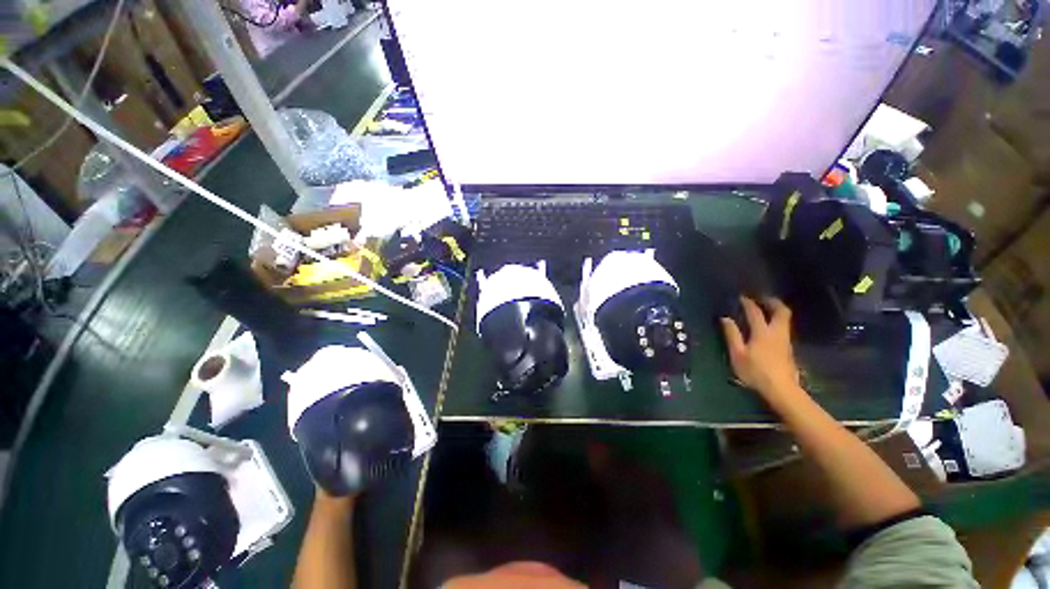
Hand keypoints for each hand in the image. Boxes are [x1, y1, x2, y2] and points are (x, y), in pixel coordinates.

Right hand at [720, 296, 800, 402]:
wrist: (781, 389)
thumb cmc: (755, 371)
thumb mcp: (737, 354)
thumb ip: (732, 335)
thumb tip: (725, 318)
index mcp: (762, 332)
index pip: (755, 312)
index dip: (748, 303)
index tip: (742, 297)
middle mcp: (777, 332)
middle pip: (781, 311)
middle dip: (772, 302)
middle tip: (762, 298)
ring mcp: (785, 341)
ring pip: (785, 320)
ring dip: (776, 311)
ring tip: (766, 310)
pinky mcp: (788, 349)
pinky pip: (784, 328)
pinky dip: (777, 322)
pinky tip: (770, 327)